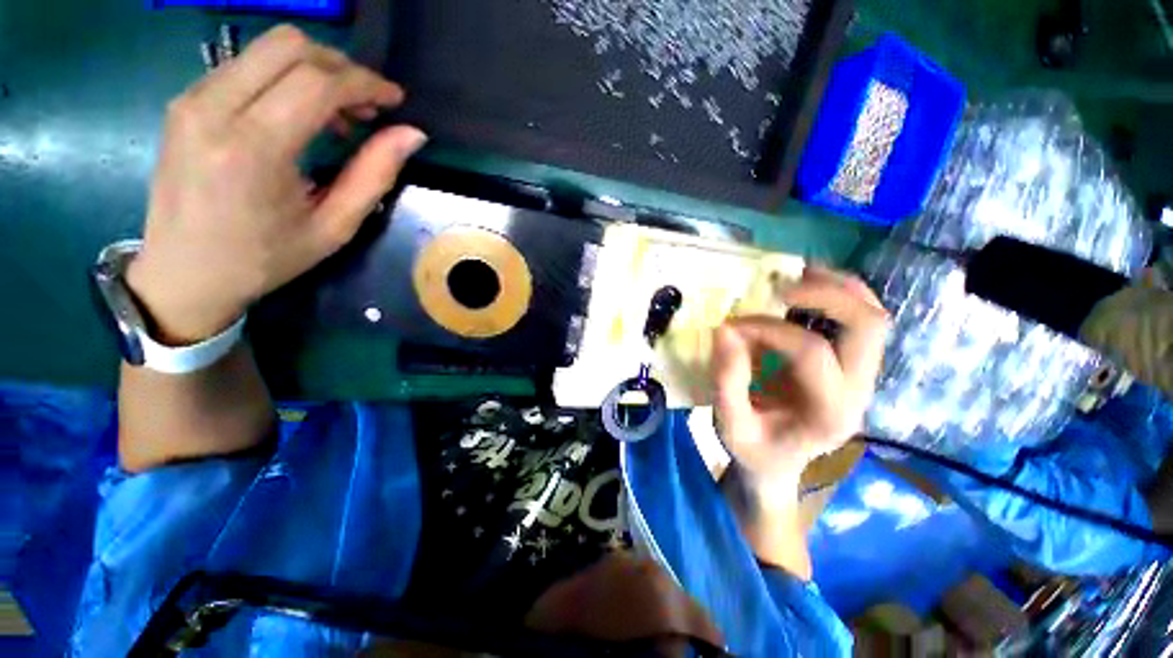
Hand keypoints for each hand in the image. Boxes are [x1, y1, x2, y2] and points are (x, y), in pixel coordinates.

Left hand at [127, 25, 426, 343]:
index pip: (317, 82)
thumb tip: (412, 135)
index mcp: (253, 148)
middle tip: (366, 107)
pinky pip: (246, 64)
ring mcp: (192, 98)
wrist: (184, 272)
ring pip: (266, 47)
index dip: (365, 83)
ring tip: (337, 115)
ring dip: (314, 70)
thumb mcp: (334, 227)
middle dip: (341, 68)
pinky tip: (299, 114)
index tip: (394, 99)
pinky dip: (285, 77)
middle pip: (289, 45)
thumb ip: (374, 174)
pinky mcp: (185, 100)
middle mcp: (214, 108)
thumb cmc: (265, 258)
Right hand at [712, 266, 888, 497]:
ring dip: (838, 287)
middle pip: (868, 325)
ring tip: (797, 275)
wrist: (779, 463)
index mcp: (829, 413)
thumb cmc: (754, 448)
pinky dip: (840, 294)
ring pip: (874, 315)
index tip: (732, 326)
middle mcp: (859, 391)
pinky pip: (862, 318)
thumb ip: (727, 380)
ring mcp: (863, 377)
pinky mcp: (854, 365)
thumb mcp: (730, 424)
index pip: (812, 352)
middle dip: (824, 295)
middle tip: (778, 289)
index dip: (768, 330)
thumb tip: (726, 329)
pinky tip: (809, 287)